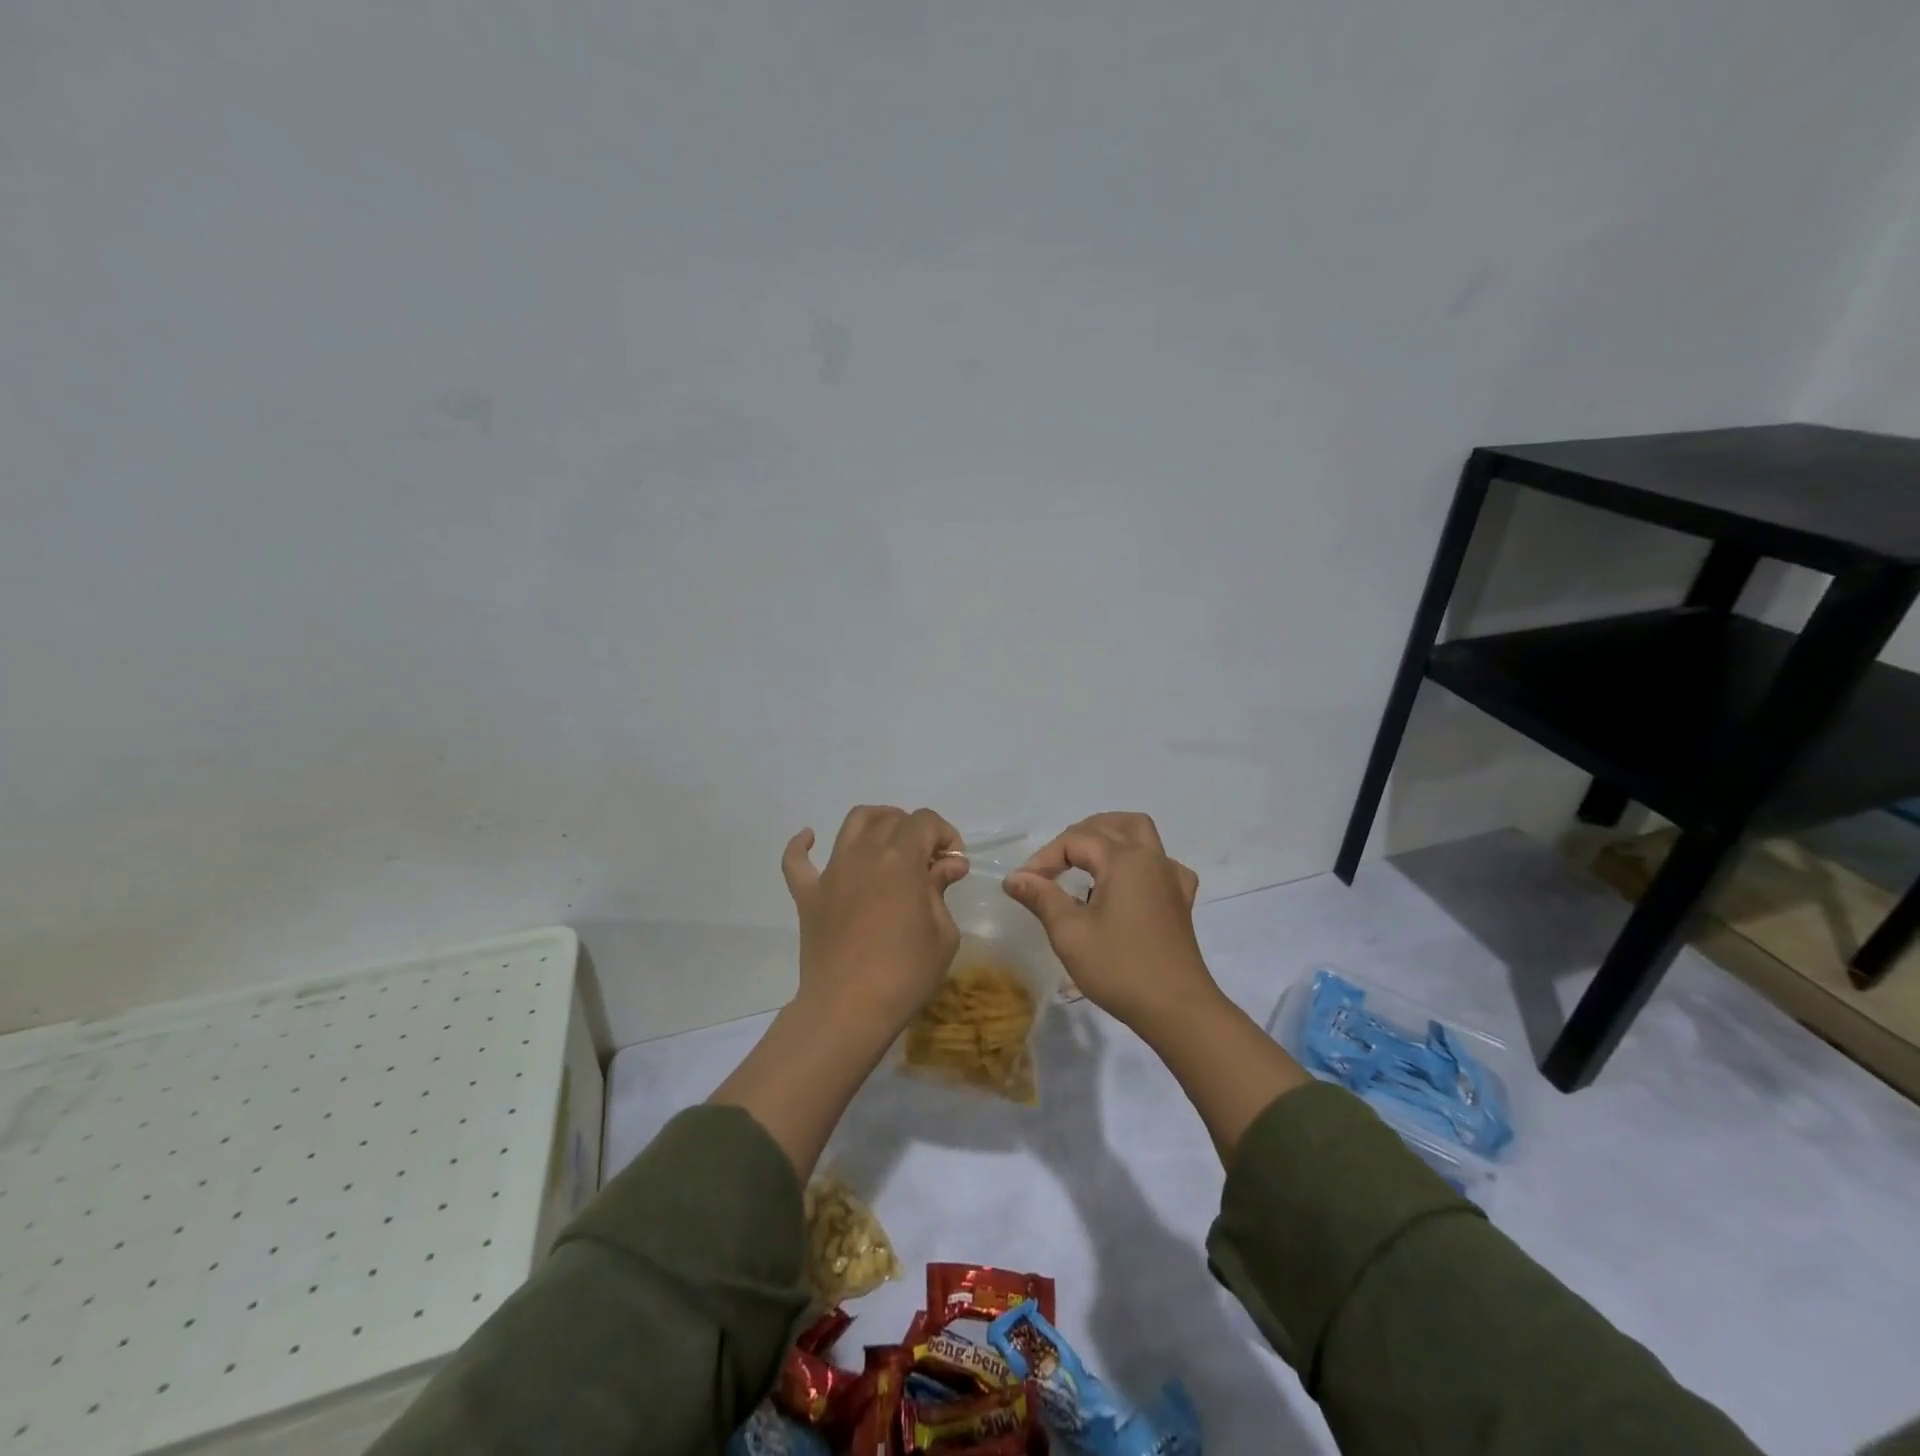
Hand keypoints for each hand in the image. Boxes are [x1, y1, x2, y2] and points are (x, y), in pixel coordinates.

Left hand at [782, 805, 970, 1040]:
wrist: (848, 1009)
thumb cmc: (905, 973)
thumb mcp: (943, 934)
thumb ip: (941, 890)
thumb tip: (949, 864)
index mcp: (901, 858)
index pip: (925, 821)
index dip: (945, 834)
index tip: (954, 862)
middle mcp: (864, 853)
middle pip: (891, 819)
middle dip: (916, 831)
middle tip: (928, 862)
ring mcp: (832, 871)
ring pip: (852, 824)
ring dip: (875, 823)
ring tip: (887, 842)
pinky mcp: (808, 894)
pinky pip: (796, 860)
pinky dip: (802, 844)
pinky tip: (809, 838)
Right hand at [1003, 812, 1217, 1030]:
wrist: (1176, 1009)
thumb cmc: (1120, 968)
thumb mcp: (1070, 933)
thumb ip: (1042, 898)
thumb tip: (1014, 878)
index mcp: (1124, 860)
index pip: (1075, 841)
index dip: (1044, 858)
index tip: (1023, 885)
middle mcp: (1150, 859)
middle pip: (1113, 825)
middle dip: (1079, 835)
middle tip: (1054, 863)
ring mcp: (1171, 878)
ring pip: (1142, 835)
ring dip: (1112, 837)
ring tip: (1087, 859)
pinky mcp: (1181, 901)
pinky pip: (1163, 864)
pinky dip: (1142, 862)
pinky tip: (1130, 883)